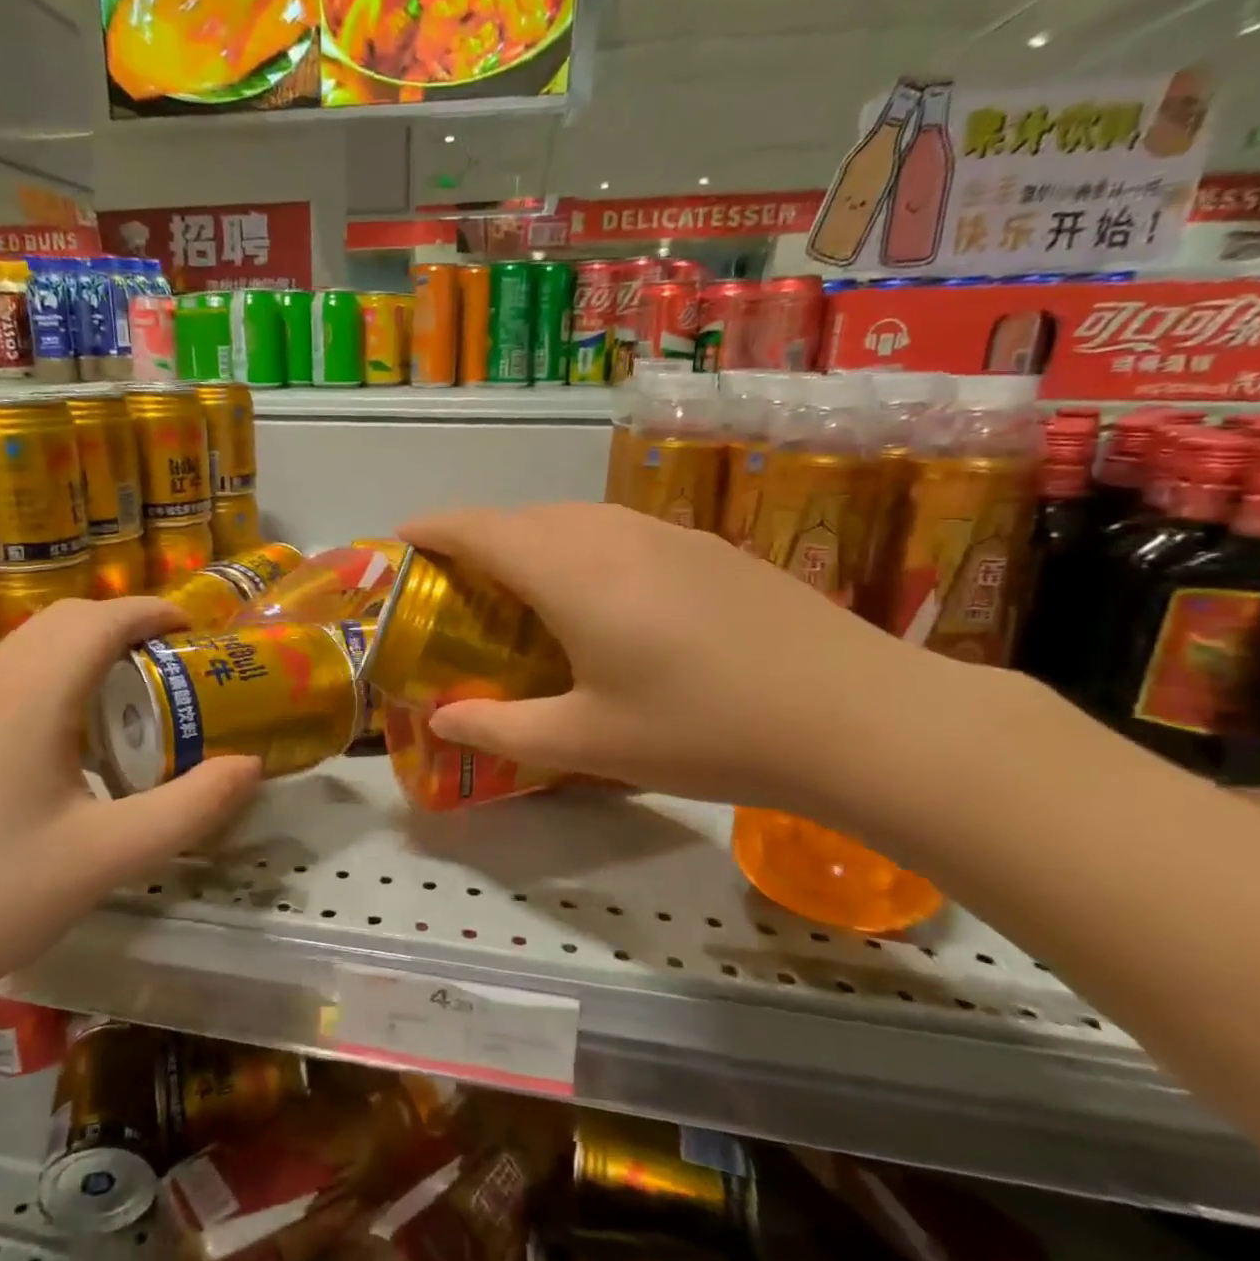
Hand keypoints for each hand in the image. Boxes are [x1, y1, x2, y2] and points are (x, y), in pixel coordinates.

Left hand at [0, 598, 261, 1031]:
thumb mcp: (106, 858)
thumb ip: (189, 808)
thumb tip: (249, 765)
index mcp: (31, 693)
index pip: (102, 618)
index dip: (154, 612)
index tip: (195, 631)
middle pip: (66, 620)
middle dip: (125, 626)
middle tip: (171, 666)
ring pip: (31, 645)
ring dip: (86, 650)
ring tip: (127, 699)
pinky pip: (5, 676)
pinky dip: (52, 676)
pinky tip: (64, 740)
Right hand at [398, 503, 971, 817]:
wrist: (857, 716)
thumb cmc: (703, 730)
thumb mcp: (587, 742)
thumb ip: (500, 728)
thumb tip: (440, 720)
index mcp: (570, 571)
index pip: (478, 527)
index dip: (431, 528)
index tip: (402, 541)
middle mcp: (611, 534)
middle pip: (522, 518)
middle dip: (477, 539)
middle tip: (457, 588)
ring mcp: (666, 534)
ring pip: (573, 521)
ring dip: (532, 543)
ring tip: (521, 593)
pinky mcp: (707, 548)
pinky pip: (618, 532)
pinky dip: (581, 551)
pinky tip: (602, 601)